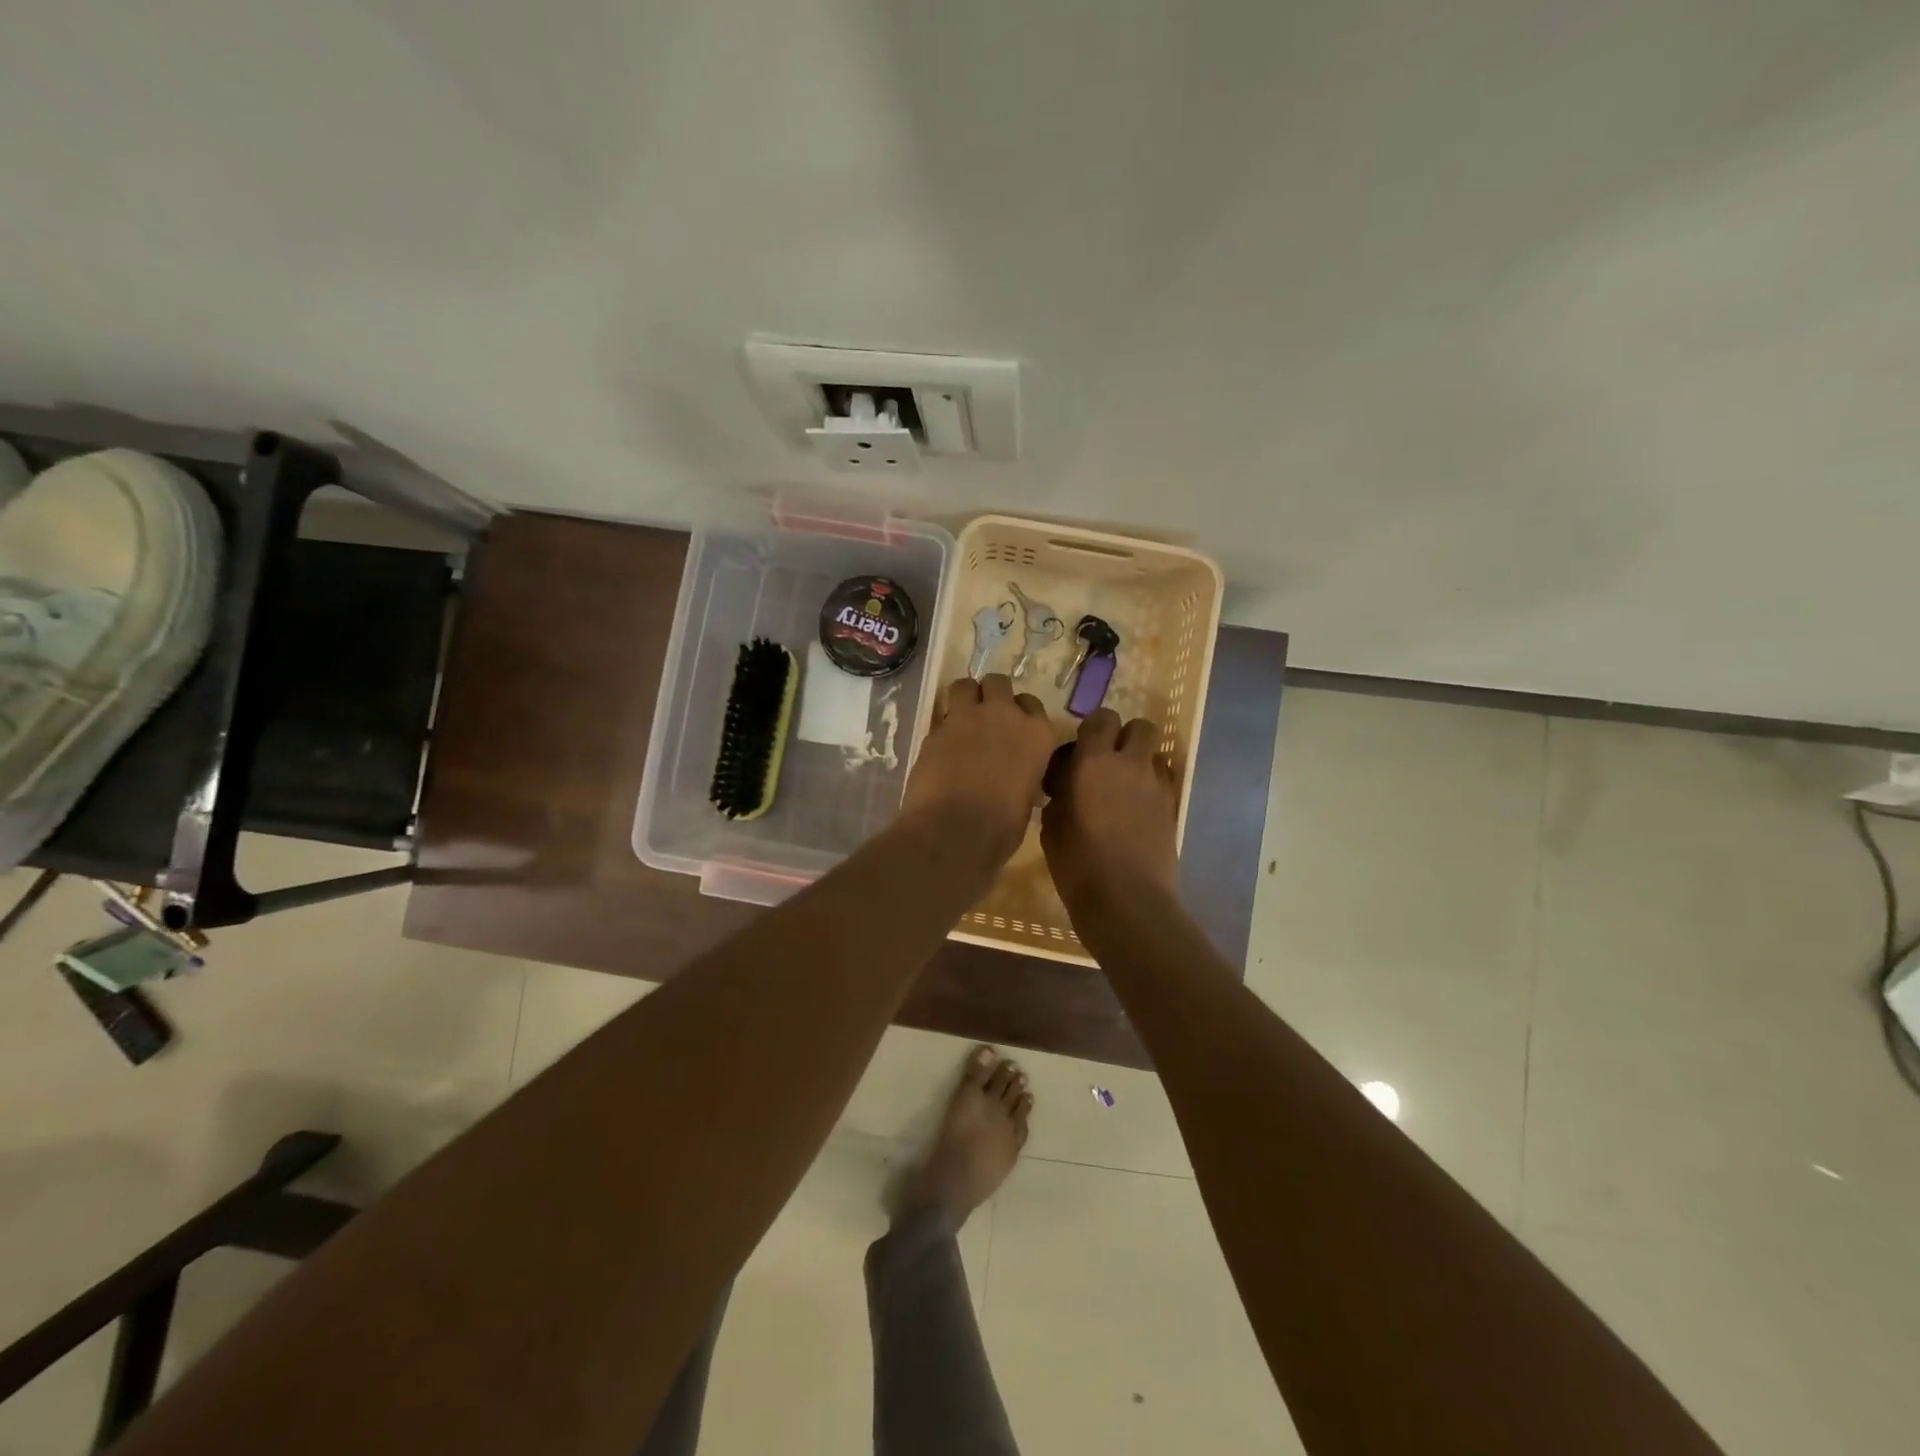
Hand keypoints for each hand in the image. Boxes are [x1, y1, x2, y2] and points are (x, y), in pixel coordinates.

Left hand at [902, 674, 1054, 860]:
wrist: (955, 831)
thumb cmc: (1001, 826)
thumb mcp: (1026, 797)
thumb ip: (1024, 772)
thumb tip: (1017, 775)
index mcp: (1036, 733)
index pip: (1031, 704)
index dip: (1020, 713)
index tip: (1013, 728)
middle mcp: (1005, 715)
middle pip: (998, 683)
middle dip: (991, 695)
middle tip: (986, 717)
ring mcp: (967, 717)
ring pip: (965, 685)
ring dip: (965, 697)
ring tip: (961, 719)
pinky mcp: (936, 728)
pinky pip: (942, 715)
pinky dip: (943, 726)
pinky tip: (941, 746)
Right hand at [1041, 708, 1180, 916]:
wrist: (1126, 900)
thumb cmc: (1078, 864)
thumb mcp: (1052, 826)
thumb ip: (1060, 794)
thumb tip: (1066, 784)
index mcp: (1094, 762)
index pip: (1101, 719)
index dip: (1093, 729)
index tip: (1081, 749)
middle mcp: (1130, 764)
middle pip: (1140, 727)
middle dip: (1126, 736)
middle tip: (1109, 761)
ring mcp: (1157, 785)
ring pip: (1156, 752)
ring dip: (1141, 760)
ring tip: (1125, 785)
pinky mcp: (1173, 808)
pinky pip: (1166, 780)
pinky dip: (1153, 784)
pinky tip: (1138, 807)